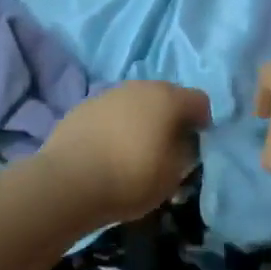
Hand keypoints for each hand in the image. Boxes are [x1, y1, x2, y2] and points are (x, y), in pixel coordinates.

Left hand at [41, 81, 211, 220]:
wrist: (67, 182)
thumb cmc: (130, 178)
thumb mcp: (173, 175)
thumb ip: (185, 153)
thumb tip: (182, 142)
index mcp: (168, 99)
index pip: (199, 100)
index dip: (203, 121)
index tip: (196, 144)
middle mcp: (140, 87)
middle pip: (166, 96)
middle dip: (171, 117)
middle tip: (167, 145)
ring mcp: (109, 94)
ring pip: (136, 102)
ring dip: (142, 119)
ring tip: (135, 148)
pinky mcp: (83, 106)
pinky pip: (111, 112)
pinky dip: (116, 125)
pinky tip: (109, 150)